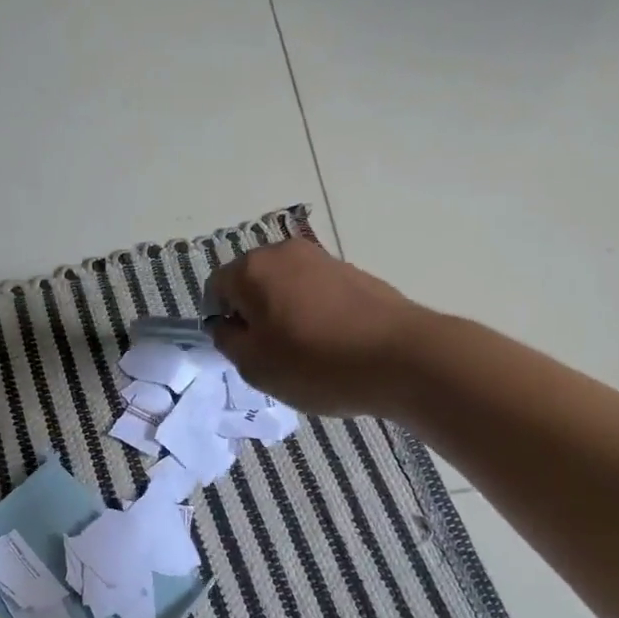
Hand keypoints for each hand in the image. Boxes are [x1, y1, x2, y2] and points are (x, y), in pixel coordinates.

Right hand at [206, 238, 430, 416]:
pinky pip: (318, 293)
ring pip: (287, 287)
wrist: (402, 357)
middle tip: (269, 353)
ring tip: (304, 352)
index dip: (220, 320)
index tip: (239, 350)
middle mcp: (285, 252)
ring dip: (285, 314)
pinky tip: (333, 345)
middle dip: (253, 314)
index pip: (216, 287)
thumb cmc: (316, 363)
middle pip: (252, 282)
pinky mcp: (355, 273)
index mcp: (253, 268)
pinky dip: (315, 314)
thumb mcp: (255, 365)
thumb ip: (228, 340)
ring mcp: (324, 259)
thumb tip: (226, 324)